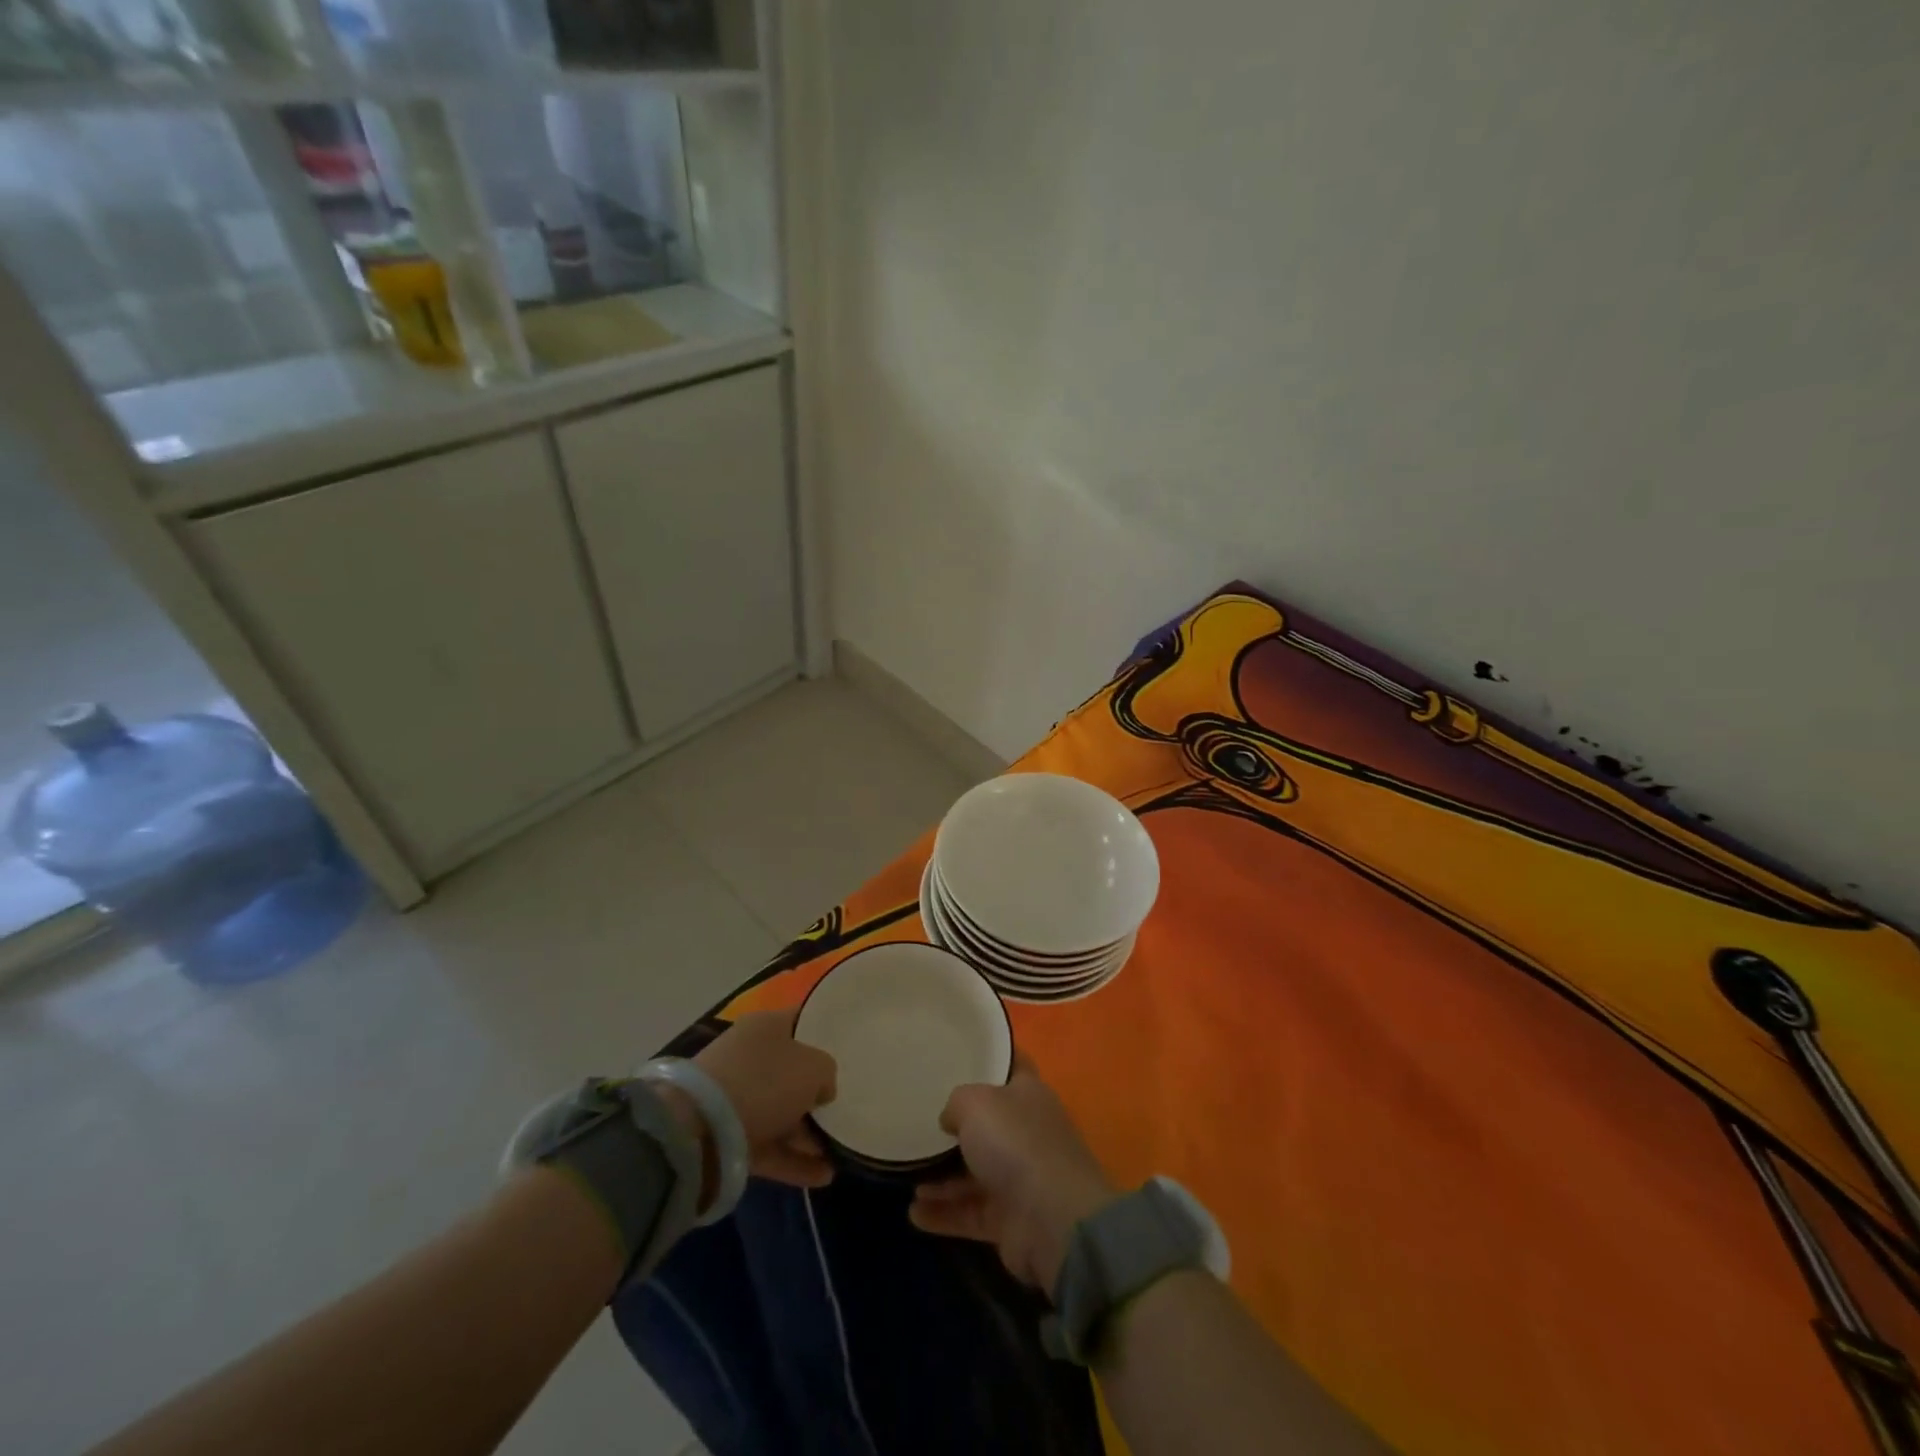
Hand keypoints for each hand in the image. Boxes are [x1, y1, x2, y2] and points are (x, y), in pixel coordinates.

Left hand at [692, 1009, 838, 1187]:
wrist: (699, 1128)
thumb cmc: (764, 1080)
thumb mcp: (814, 1067)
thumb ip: (827, 1073)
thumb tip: (821, 1089)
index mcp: (767, 1026)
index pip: (802, 1021)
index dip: (826, 1033)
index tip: (849, 1050)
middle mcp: (751, 1056)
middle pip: (792, 1071)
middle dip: (817, 1093)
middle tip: (845, 1108)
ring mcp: (738, 1097)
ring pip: (782, 1112)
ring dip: (809, 1133)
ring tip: (841, 1151)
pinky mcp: (730, 1136)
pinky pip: (770, 1145)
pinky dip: (794, 1160)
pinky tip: (824, 1175)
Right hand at [909, 1053, 1117, 1290]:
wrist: (1052, 1220)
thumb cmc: (1015, 1142)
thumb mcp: (975, 1103)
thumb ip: (956, 1102)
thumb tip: (950, 1119)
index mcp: (1028, 1094)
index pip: (1012, 1065)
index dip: (990, 1057)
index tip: (960, 1054)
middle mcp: (1027, 1132)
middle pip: (989, 1123)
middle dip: (958, 1126)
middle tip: (921, 1122)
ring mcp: (1020, 1178)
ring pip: (975, 1172)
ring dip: (942, 1178)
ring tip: (909, 1177)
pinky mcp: (1010, 1219)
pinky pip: (970, 1211)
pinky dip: (944, 1212)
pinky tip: (915, 1214)